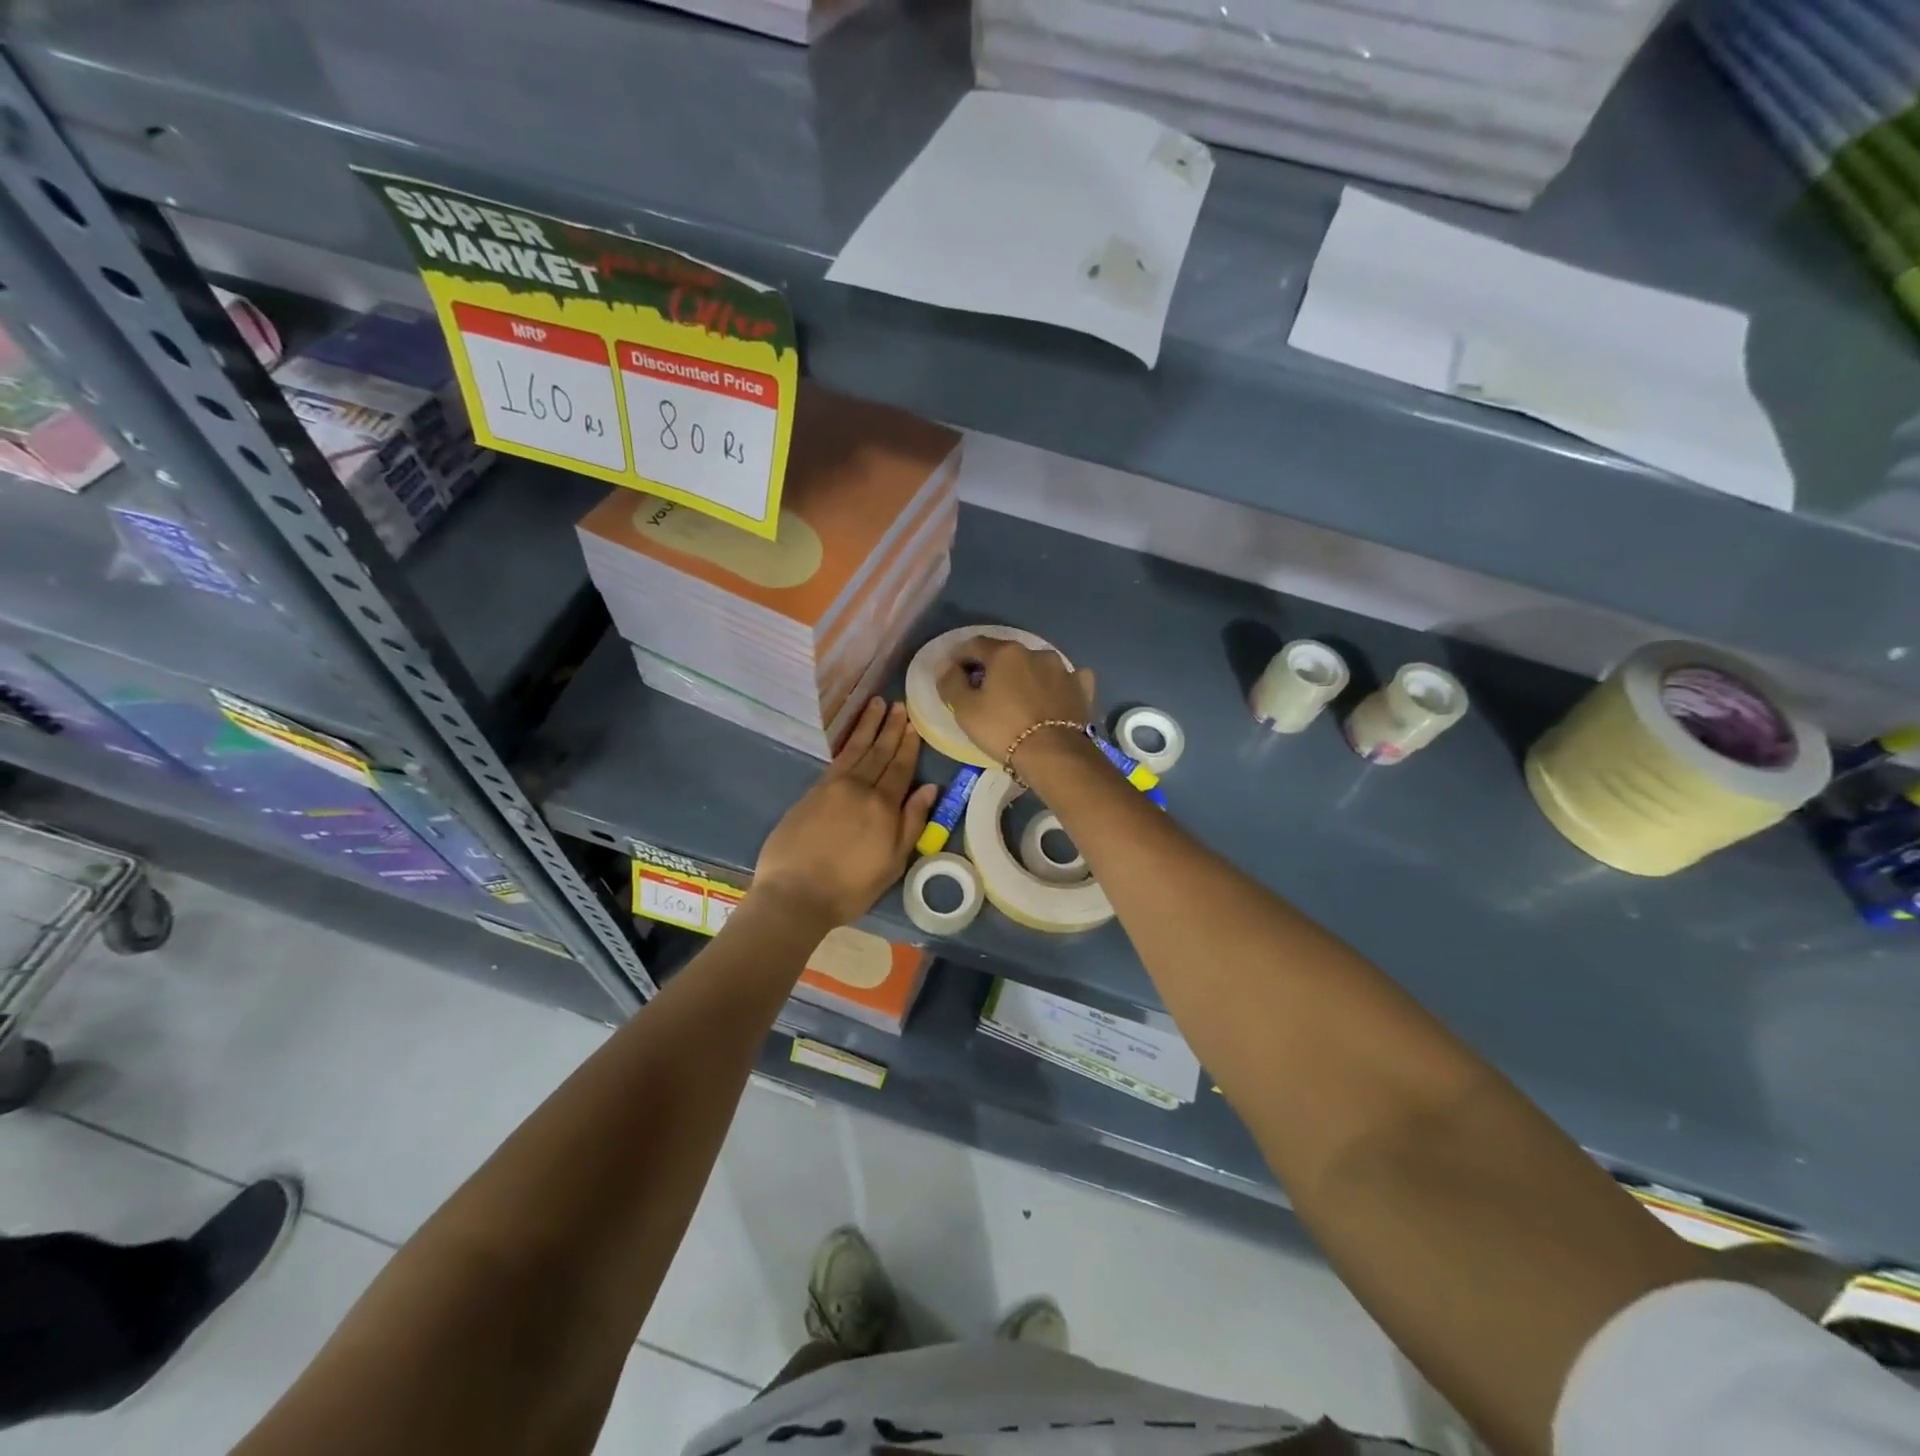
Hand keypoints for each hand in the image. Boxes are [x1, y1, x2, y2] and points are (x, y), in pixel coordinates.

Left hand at [752, 699, 938, 928]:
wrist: (795, 894)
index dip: (908, 745)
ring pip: (856, 749)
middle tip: (899, 705)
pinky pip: (836, 759)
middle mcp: (860, 788)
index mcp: (883, 806)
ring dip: (868, 726)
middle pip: (879, 752)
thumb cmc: (850, 887)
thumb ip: (911, 822)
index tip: (914, 724)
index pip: (900, 768)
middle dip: (891, 728)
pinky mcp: (811, 792)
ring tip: (877, 704)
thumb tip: (929, 788)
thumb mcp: (892, 863)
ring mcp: (832, 787)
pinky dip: (847, 743)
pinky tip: (853, 736)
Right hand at [937, 637, 1095, 766]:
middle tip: (984, 688)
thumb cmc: (1004, 729)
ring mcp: (1064, 669)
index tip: (952, 671)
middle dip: (993, 667)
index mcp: (1006, 652)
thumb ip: (951, 682)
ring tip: (1019, 696)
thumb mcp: (966, 710)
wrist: (1055, 755)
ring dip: (1026, 675)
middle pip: (1007, 654)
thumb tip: (945, 665)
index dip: (959, 656)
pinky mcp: (1083, 688)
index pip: (974, 645)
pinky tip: (1054, 696)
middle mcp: (1037, 652)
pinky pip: (1067, 680)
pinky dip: (1056, 685)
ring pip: (1038, 665)